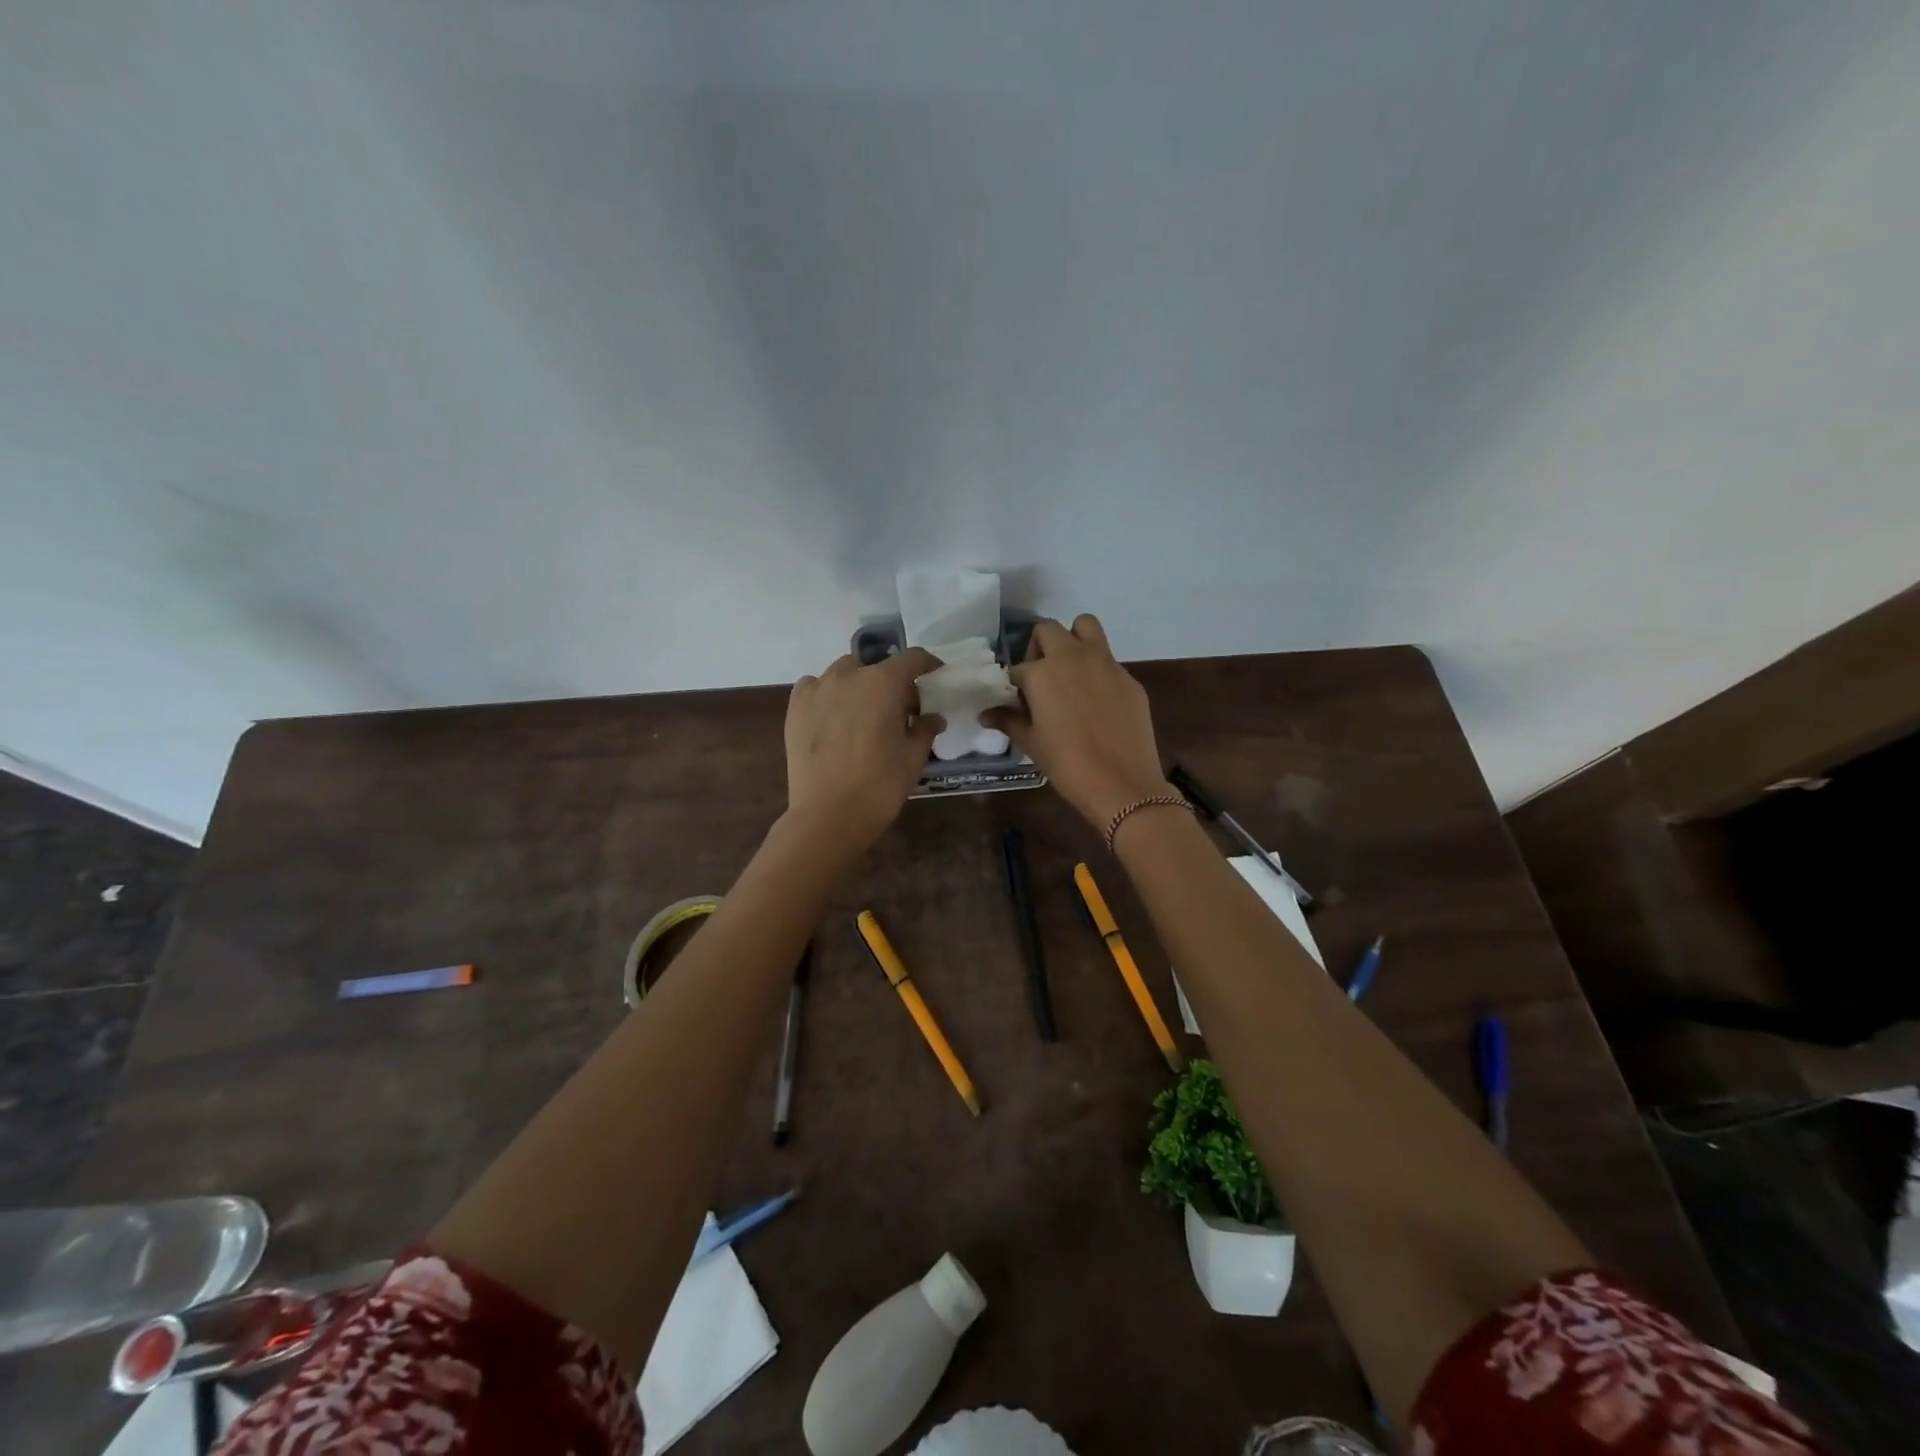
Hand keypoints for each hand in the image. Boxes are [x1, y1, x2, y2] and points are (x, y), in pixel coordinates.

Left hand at [784, 649, 944, 849]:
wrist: (828, 815)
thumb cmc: (880, 785)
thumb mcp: (913, 757)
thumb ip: (924, 729)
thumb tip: (933, 717)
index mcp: (883, 682)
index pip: (912, 658)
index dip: (928, 664)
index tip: (935, 675)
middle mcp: (848, 676)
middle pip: (876, 666)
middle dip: (892, 682)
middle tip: (900, 710)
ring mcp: (817, 689)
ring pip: (844, 673)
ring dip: (859, 685)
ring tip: (864, 712)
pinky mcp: (795, 708)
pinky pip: (814, 686)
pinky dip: (827, 693)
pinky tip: (833, 715)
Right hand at [984, 616, 1171, 829]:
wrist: (1121, 783)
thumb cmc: (1067, 764)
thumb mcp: (1031, 743)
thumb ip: (1008, 720)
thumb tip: (985, 714)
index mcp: (1042, 672)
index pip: (1017, 668)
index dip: (1014, 685)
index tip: (1017, 703)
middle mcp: (1072, 656)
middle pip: (1047, 630)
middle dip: (1038, 648)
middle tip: (1040, 679)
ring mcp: (1105, 663)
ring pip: (1085, 626)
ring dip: (1072, 640)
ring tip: (1070, 672)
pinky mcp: (1129, 678)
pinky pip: (1108, 659)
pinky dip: (1097, 670)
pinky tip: (1098, 702)